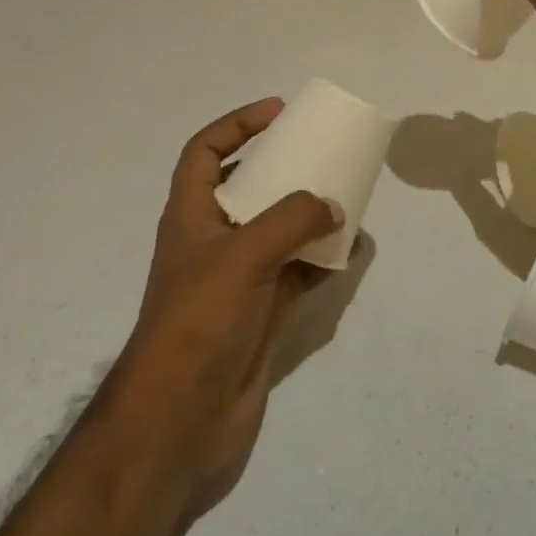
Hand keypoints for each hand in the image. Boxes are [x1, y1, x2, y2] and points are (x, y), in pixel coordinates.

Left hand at [116, 98, 340, 508]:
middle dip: (284, 166)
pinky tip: (354, 250)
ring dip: (311, 212)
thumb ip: (292, 220)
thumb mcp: (243, 256)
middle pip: (249, 186)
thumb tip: (333, 204)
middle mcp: (215, 241)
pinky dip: (326, 258)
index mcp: (192, 216)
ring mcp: (240, 279)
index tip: (278, 112)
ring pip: (280, 229)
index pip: (205, 152)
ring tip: (348, 195)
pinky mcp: (263, 311)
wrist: (180, 423)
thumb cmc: (198, 323)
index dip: (236, 125)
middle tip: (323, 151)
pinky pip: (300, 271)